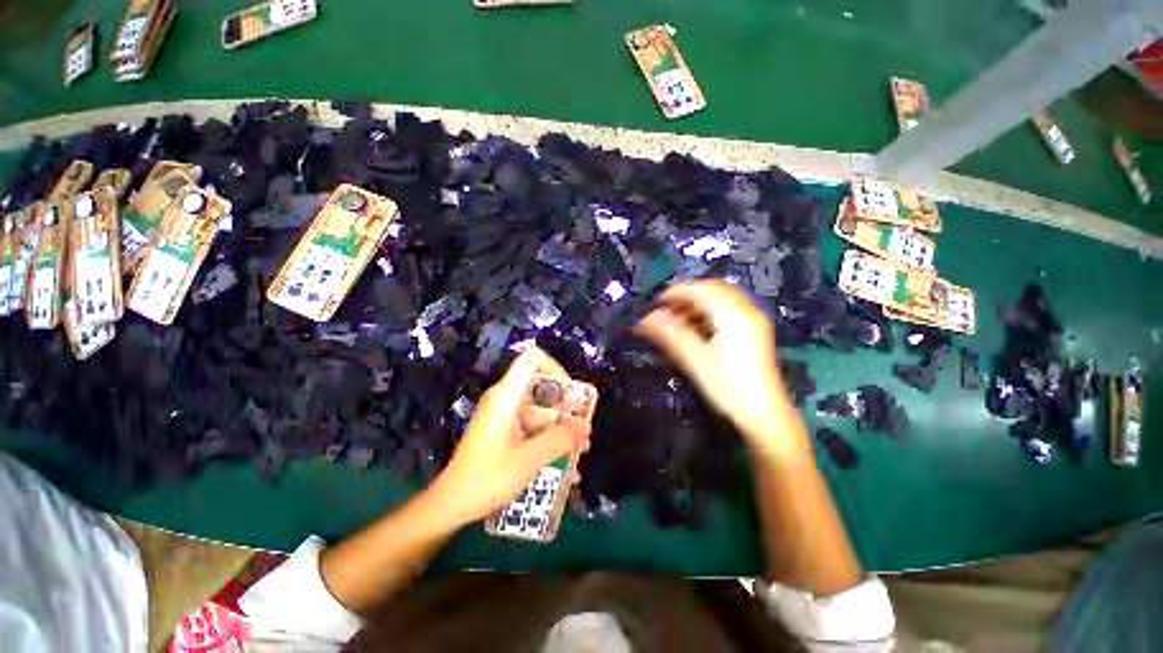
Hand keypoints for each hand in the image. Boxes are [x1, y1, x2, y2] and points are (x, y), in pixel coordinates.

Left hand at [431, 347, 591, 526]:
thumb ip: (560, 439)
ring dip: (559, 423)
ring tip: (577, 447)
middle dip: (564, 403)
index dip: (556, 369)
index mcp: (506, 395)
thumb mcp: (530, 459)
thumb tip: (586, 427)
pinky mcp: (502, 427)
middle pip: (540, 383)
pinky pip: (530, 421)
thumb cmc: (487, 478)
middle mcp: (503, 397)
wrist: (451, 503)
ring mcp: (502, 412)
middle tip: (579, 427)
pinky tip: (560, 458)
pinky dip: (547, 433)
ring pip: (538, 405)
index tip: (570, 395)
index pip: (533, 359)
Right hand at [637, 280, 795, 451]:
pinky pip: (729, 311)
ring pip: (722, 300)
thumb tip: (646, 318)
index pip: (701, 289)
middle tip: (667, 310)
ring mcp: (754, 321)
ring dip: (698, 305)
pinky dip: (710, 314)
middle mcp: (747, 310)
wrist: (765, 415)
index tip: (657, 302)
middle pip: (714, 290)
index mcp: (733, 314)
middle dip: (688, 296)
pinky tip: (697, 329)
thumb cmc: (727, 386)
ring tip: (678, 321)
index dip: (677, 292)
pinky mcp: (755, 333)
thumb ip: (670, 334)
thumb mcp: (695, 359)